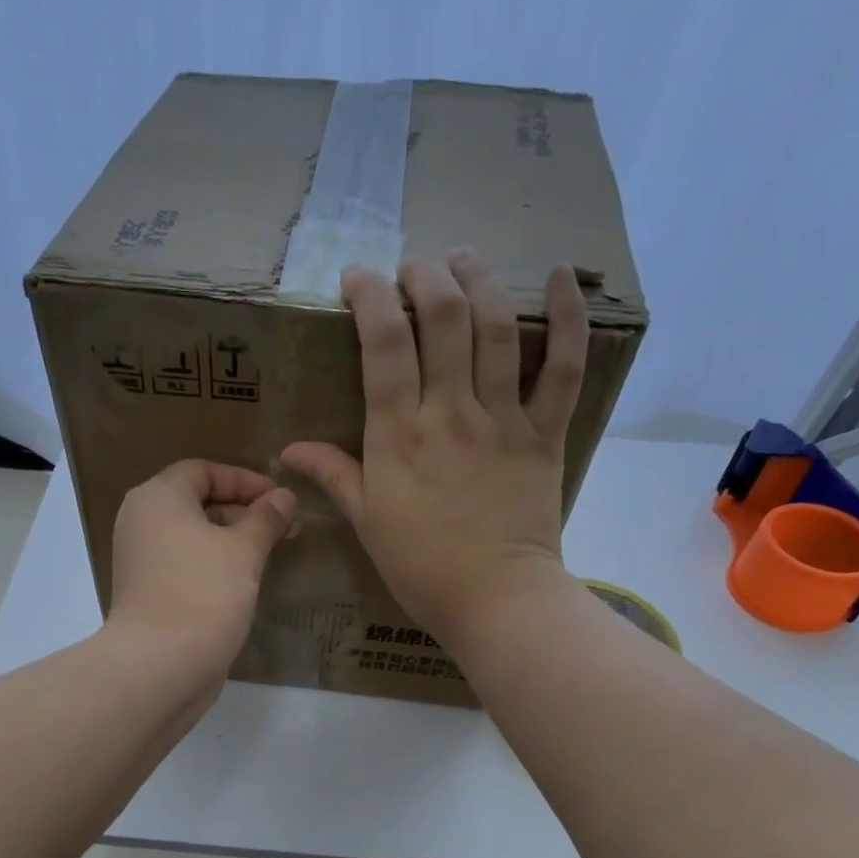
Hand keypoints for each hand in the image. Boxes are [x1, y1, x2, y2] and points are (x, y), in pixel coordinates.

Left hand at [106, 459, 298, 684]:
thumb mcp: (243, 549)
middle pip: (199, 503)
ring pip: (195, 538)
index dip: (245, 480)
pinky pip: (188, 566)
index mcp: (157, 498)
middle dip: (246, 512)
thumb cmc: (203, 593)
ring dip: (235, 541)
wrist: (159, 665)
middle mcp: (142, 523)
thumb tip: (284, 497)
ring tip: (274, 554)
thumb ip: (266, 518)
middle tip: (288, 529)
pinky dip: (217, 566)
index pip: (203, 471)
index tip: (281, 499)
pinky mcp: (151, 594)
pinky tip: (248, 581)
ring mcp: (143, 561)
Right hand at [281, 249, 587, 648]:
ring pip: (495, 329)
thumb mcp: (367, 522)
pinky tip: (558, 275)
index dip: (369, 299)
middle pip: (442, 320)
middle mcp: (450, 413)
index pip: (382, 346)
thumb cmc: (421, 567)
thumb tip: (290, 449)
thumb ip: (334, 476)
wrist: (494, 600)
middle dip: (425, 278)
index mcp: (399, 437)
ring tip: (463, 258)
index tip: (358, 279)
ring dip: (478, 280)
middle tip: (414, 268)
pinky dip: (568, 318)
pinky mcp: (544, 432)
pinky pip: (563, 367)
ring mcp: (502, 419)